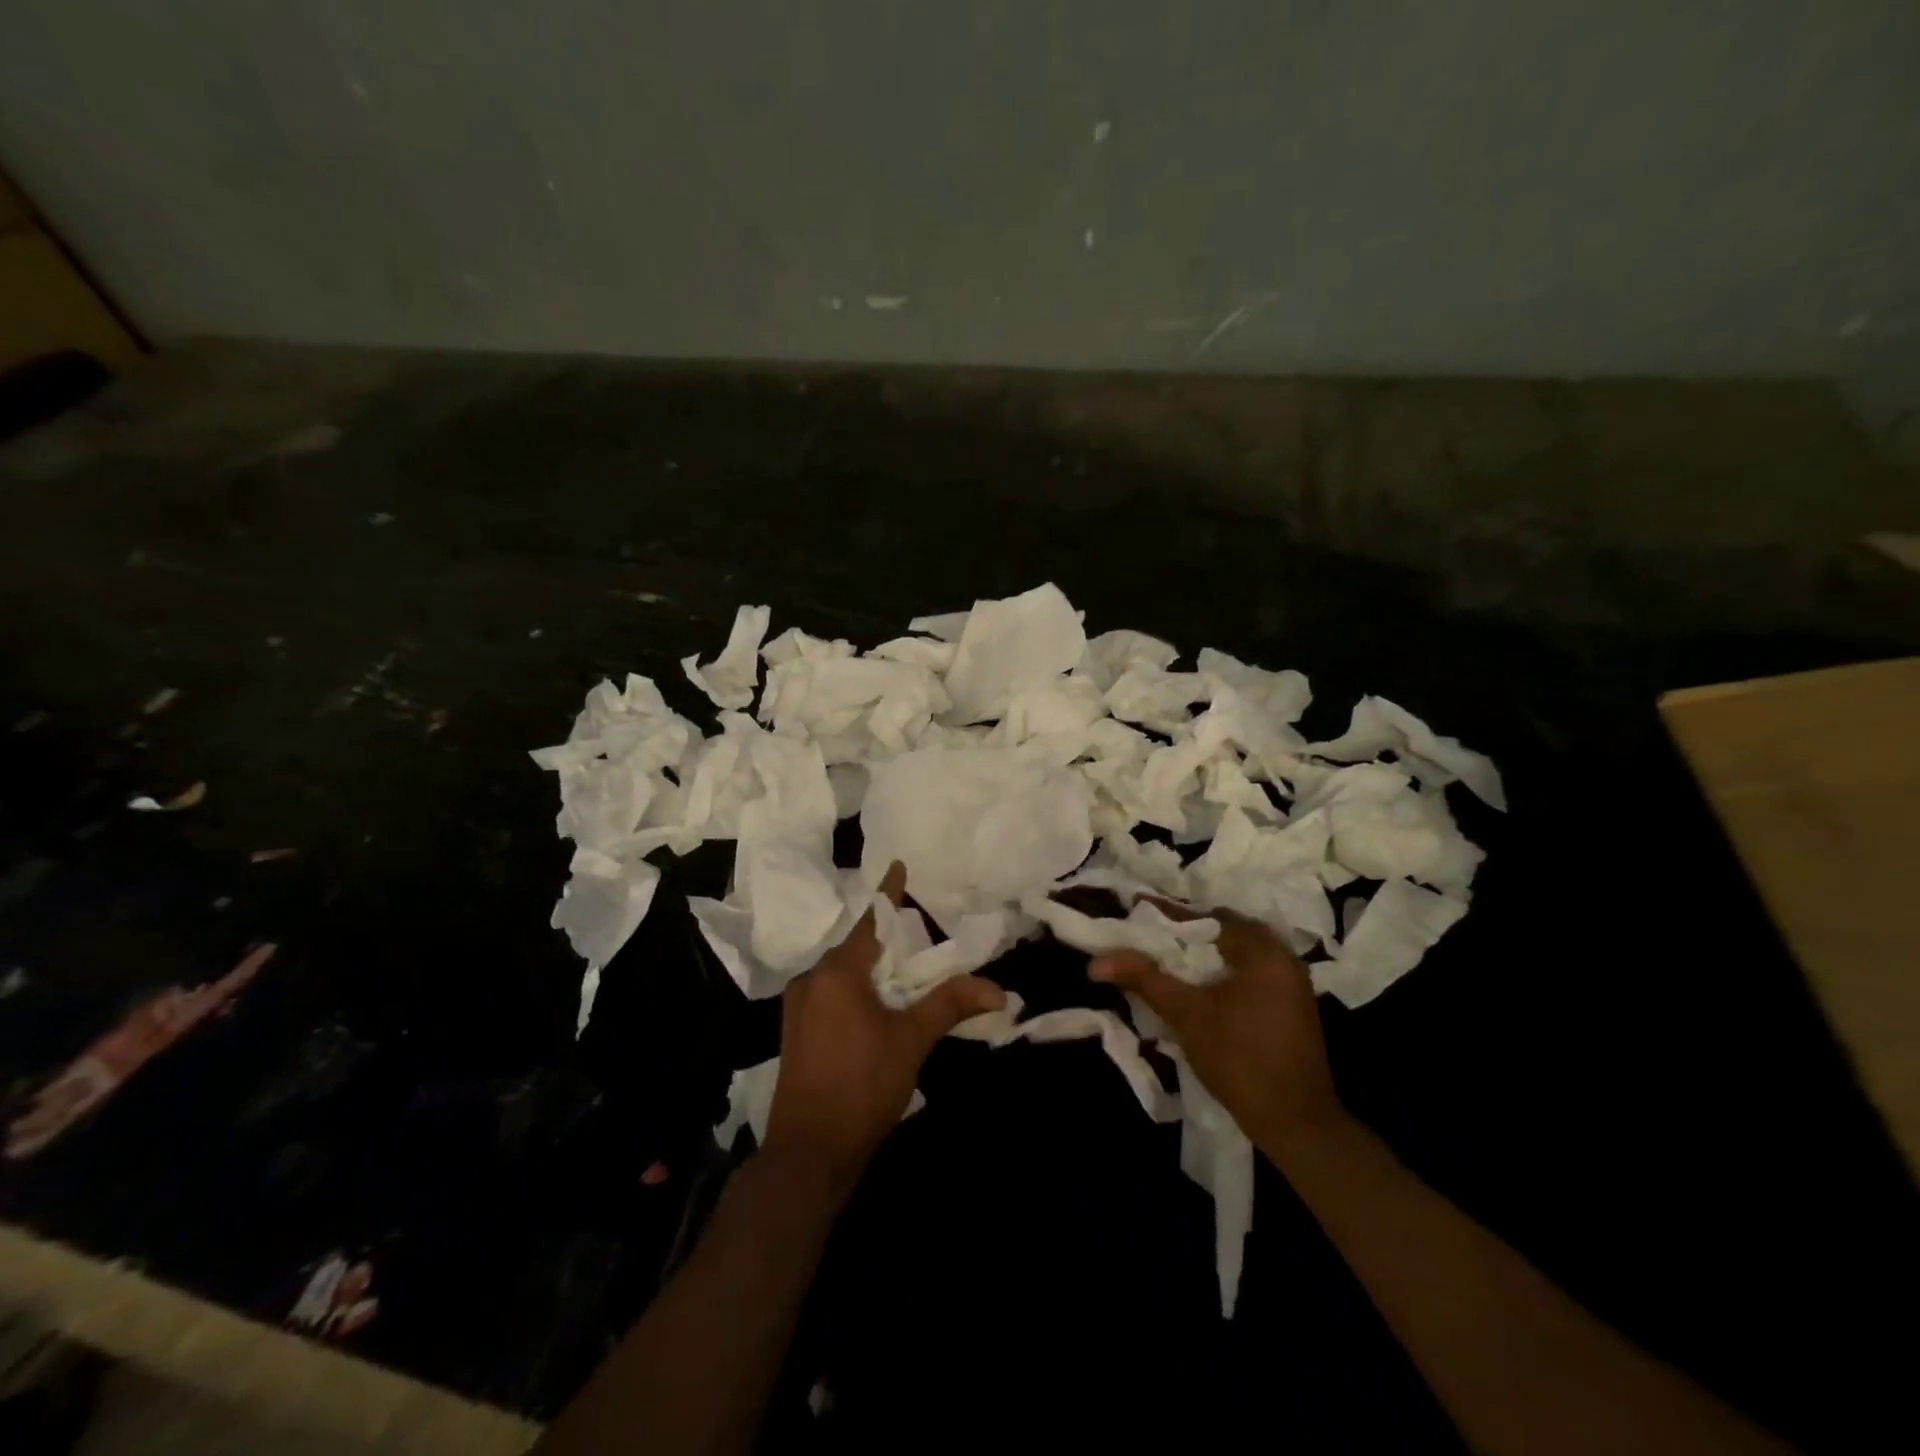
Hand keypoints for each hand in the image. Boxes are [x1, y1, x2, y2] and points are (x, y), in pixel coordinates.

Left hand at [762, 862, 1005, 1192]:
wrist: (808, 1154)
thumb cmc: (862, 1086)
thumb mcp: (912, 1040)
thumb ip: (950, 1004)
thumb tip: (998, 989)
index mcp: (837, 972)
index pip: (871, 920)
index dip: (889, 893)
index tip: (899, 865)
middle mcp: (812, 980)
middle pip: (858, 948)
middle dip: (888, 941)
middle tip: (921, 935)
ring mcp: (799, 1008)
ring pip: (844, 974)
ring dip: (874, 970)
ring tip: (906, 973)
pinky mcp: (797, 1033)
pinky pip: (833, 996)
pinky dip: (858, 991)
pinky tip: (879, 1007)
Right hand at [1089, 901, 1342, 1159]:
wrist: (1295, 1123)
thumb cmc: (1239, 1060)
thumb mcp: (1186, 1015)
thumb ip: (1144, 979)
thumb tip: (1097, 962)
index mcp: (1263, 951)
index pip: (1209, 917)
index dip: (1170, 914)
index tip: (1138, 909)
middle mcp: (1284, 959)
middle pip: (1226, 932)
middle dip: (1188, 933)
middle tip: (1150, 936)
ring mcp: (1293, 984)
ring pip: (1239, 954)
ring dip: (1206, 954)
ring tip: (1168, 959)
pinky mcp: (1292, 1007)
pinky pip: (1251, 974)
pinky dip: (1223, 972)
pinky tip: (1199, 986)